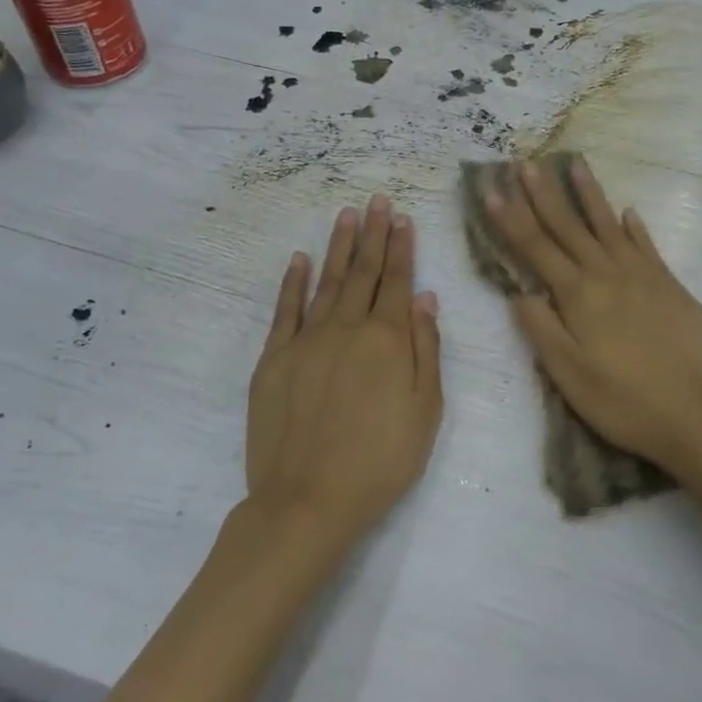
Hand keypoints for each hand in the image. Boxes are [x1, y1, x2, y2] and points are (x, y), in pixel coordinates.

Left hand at [246, 195, 442, 544]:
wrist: (308, 501)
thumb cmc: (381, 460)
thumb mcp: (426, 409)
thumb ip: (427, 348)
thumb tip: (424, 297)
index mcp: (388, 339)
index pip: (397, 281)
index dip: (402, 248)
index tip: (402, 218)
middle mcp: (347, 328)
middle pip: (363, 272)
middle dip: (373, 234)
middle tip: (377, 200)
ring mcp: (306, 341)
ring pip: (327, 281)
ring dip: (339, 246)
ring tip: (346, 215)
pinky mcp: (274, 359)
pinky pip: (285, 310)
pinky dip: (293, 282)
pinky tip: (300, 259)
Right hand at [485, 158, 701, 484]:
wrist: (698, 417)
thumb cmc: (625, 402)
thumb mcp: (569, 376)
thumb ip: (542, 330)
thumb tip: (520, 292)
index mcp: (580, 295)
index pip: (536, 248)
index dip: (511, 218)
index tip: (492, 188)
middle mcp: (610, 275)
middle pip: (569, 228)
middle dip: (544, 194)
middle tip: (526, 163)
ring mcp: (645, 277)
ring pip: (610, 226)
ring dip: (590, 195)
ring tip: (575, 165)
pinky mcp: (672, 287)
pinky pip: (647, 246)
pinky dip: (635, 228)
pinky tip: (628, 212)